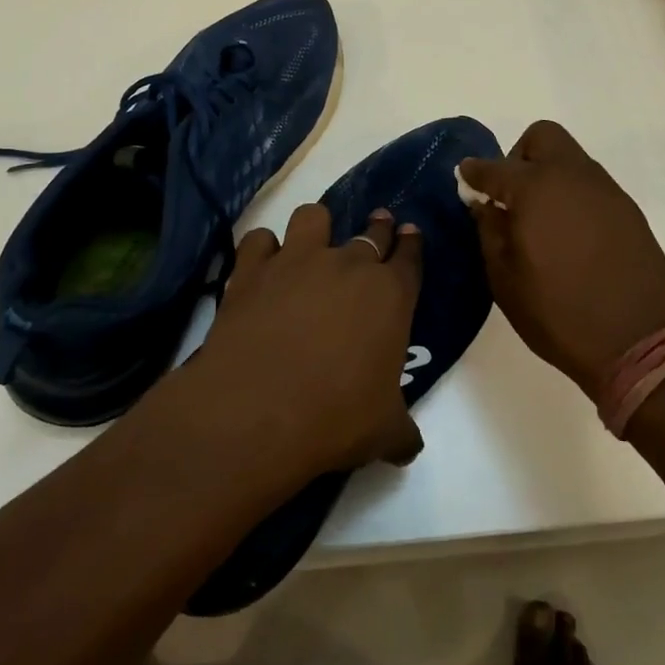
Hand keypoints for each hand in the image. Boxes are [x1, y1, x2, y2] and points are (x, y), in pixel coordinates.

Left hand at [191, 204, 424, 476]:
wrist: (259, 411)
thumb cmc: (336, 418)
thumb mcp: (384, 433)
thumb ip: (402, 431)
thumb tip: (410, 447)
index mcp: (390, 296)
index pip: (409, 258)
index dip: (411, 243)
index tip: (409, 231)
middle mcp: (348, 265)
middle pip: (369, 233)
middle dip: (377, 227)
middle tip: (378, 223)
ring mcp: (298, 261)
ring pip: (313, 216)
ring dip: (317, 227)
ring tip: (314, 240)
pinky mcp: (252, 269)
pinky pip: (259, 239)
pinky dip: (263, 249)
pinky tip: (263, 265)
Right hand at [459, 121, 664, 400]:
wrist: (640, 343)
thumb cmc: (558, 314)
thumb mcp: (505, 280)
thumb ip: (489, 232)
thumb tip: (484, 204)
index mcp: (535, 190)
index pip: (494, 167)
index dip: (474, 172)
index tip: (465, 178)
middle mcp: (573, 177)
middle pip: (542, 138)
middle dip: (519, 156)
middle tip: (510, 195)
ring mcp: (606, 191)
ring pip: (570, 159)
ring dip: (548, 175)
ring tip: (540, 219)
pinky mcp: (629, 210)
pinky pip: (591, 186)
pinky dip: (572, 196)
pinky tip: (569, 234)